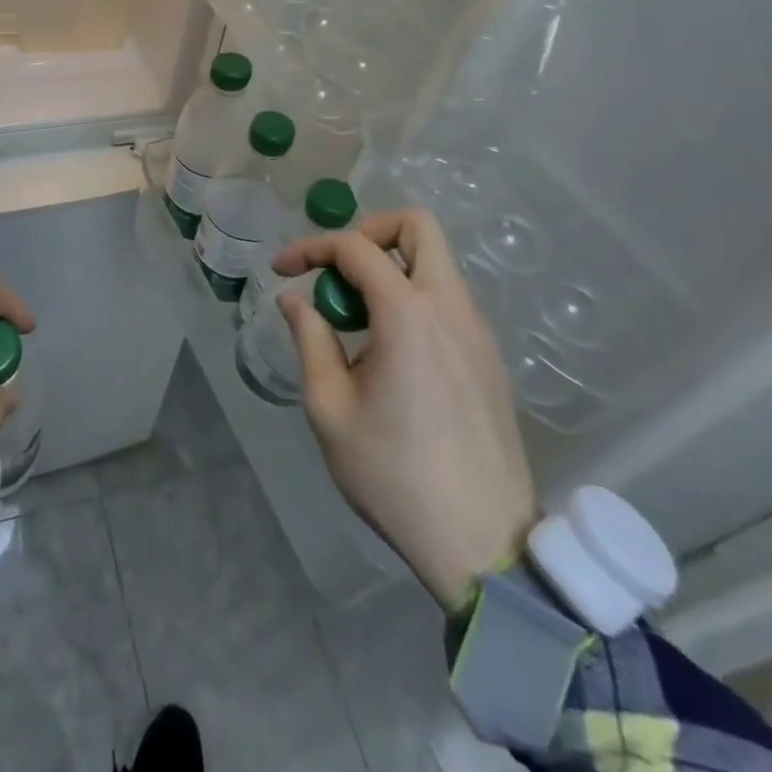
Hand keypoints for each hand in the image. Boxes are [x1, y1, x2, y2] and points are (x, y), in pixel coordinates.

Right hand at [272, 209, 536, 611]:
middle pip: (416, 226)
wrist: (482, 544)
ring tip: (355, 318)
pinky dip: (412, 298)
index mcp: (408, 314)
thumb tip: (294, 300)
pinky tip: (389, 350)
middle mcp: (450, 307)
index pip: (355, 247)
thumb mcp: (329, 408)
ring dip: (390, 268)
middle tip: (336, 270)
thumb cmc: (393, 475)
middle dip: (368, 231)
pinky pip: (447, 300)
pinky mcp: (489, 358)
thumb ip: (310, 339)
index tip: (281, 271)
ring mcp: (478, 331)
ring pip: (436, 262)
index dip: (310, 248)